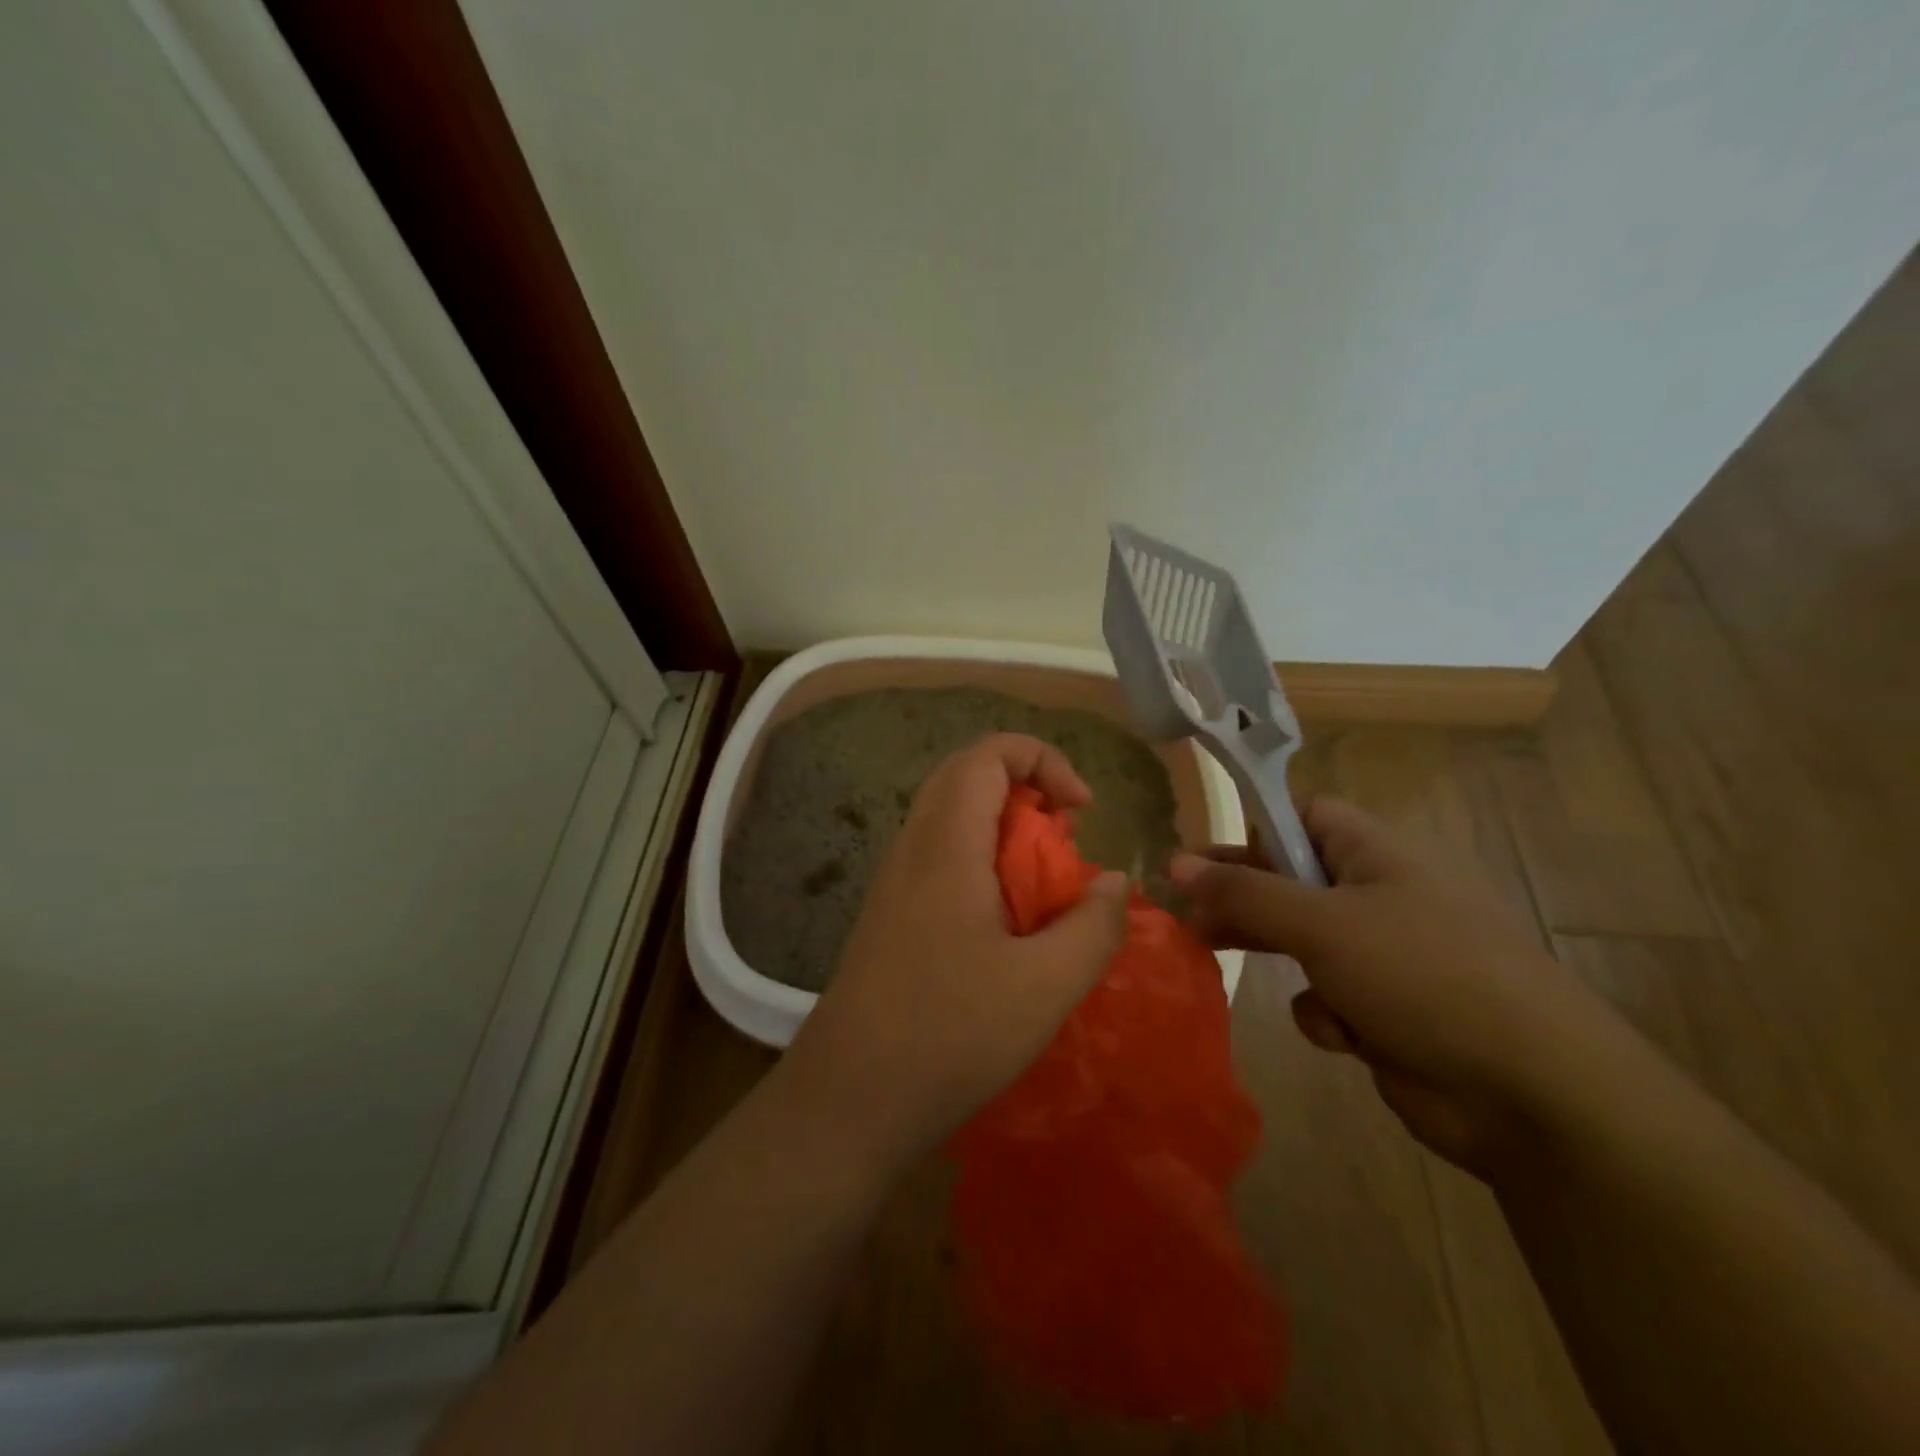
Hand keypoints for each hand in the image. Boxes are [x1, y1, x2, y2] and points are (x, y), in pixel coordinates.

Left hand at [779, 734, 1129, 1174]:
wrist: (848, 1098)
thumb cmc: (950, 1034)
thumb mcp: (1047, 985)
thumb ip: (1094, 925)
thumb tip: (1115, 883)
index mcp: (946, 844)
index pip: (987, 754)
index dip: (1043, 761)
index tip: (1082, 812)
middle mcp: (913, 847)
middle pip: (967, 776)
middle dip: (1026, 790)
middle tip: (1064, 838)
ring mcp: (894, 881)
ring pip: (952, 818)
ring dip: (1004, 831)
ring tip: (1043, 886)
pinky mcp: (890, 915)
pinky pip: (940, 858)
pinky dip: (982, 864)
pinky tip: (1006, 926)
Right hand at [1171, 798, 1615, 1171]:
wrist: (1534, 1094)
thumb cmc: (1423, 976)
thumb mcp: (1322, 924)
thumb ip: (1244, 893)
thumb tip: (1176, 864)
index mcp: (1378, 857)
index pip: (1308, 817)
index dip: (1260, 831)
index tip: (1212, 859)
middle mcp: (1382, 899)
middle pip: (1293, 882)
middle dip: (1243, 899)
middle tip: (1186, 912)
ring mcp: (1387, 959)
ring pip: (1304, 943)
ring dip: (1276, 954)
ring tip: (1217, 956)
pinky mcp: (1388, 1014)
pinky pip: (1330, 999)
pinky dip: (1328, 1014)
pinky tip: (1346, 1034)